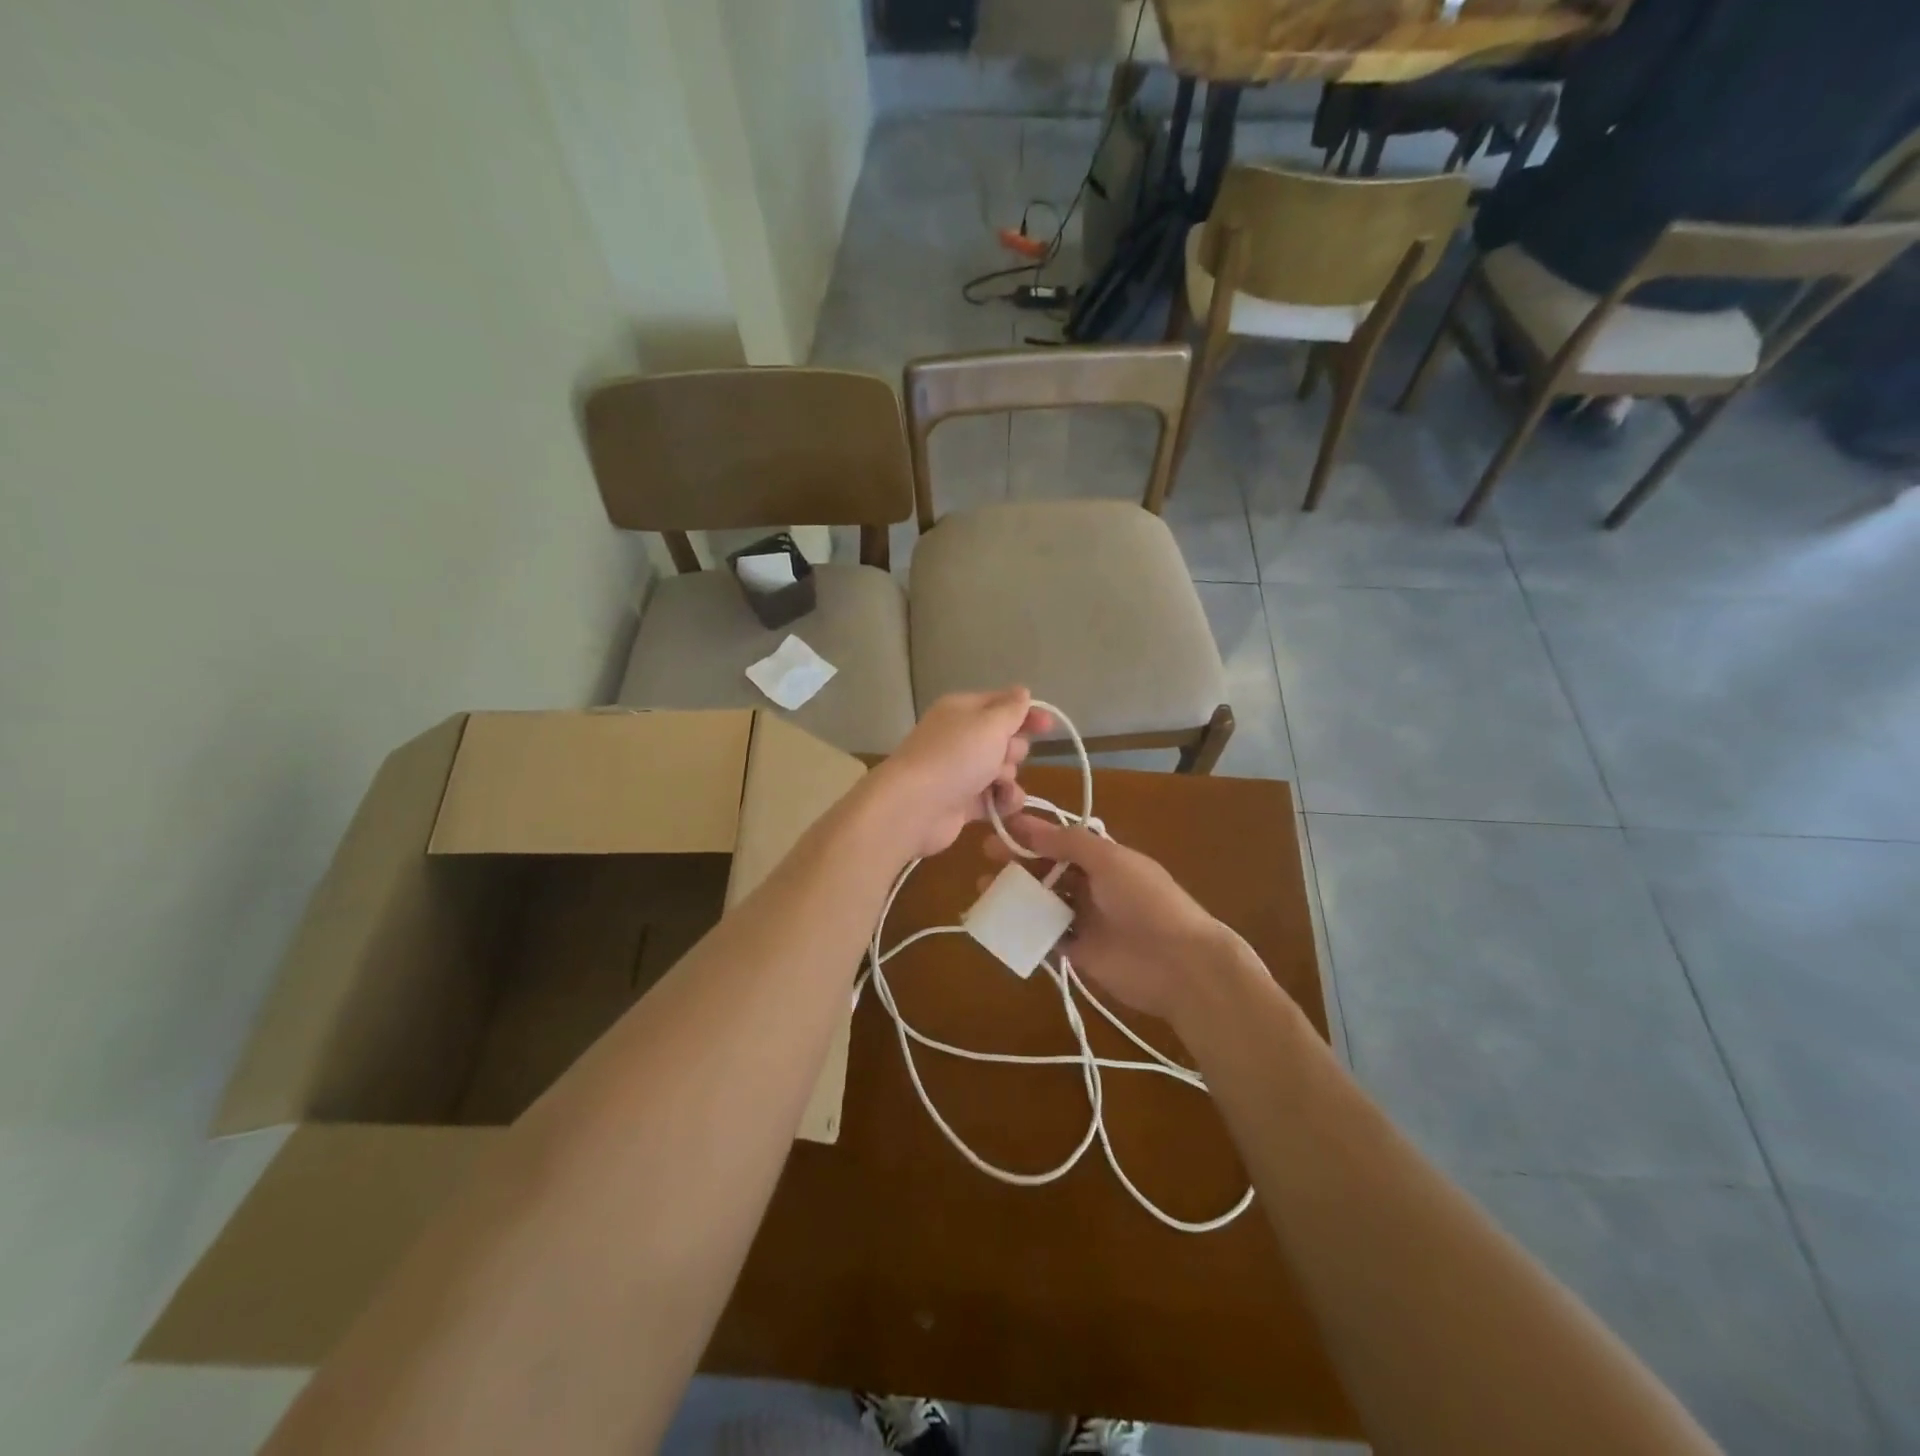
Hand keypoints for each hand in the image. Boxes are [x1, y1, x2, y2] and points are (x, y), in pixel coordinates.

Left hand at [868, 689, 1049, 860]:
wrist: (915, 807)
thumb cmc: (956, 756)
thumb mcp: (990, 724)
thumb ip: (1011, 709)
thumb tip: (1022, 692)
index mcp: (962, 711)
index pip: (1001, 704)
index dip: (1026, 713)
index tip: (1049, 725)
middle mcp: (960, 738)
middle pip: (1004, 739)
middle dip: (1014, 749)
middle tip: (1004, 756)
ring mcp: (960, 771)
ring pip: (1003, 770)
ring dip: (1009, 778)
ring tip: (998, 784)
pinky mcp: (962, 802)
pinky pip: (994, 797)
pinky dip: (1002, 801)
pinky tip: (1002, 805)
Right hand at [983, 814, 1229, 1022]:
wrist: (1178, 963)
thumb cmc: (1145, 900)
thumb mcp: (1110, 860)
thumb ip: (1069, 842)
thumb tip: (1029, 826)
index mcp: (1104, 859)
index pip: (1061, 840)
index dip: (1031, 833)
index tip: (999, 827)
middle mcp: (1093, 885)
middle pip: (1048, 869)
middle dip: (1018, 862)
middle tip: (987, 858)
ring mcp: (1086, 919)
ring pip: (1043, 901)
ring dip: (1017, 894)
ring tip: (985, 890)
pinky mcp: (1079, 952)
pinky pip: (1046, 936)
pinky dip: (1025, 929)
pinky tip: (1001, 922)